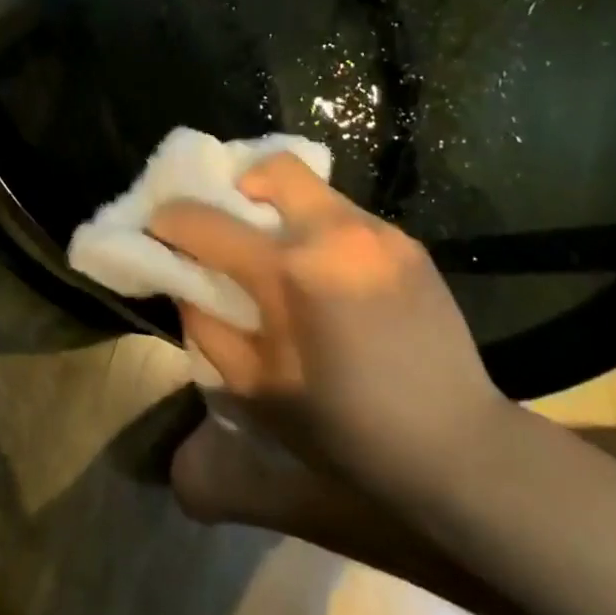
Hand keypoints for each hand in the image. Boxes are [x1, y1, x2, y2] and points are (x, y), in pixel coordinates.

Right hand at [149, 153, 509, 507]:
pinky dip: (321, 231)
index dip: (170, 220)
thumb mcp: (254, 388)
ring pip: (313, 190)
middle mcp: (334, 234)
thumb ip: (207, 326)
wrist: (457, 447)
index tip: (158, 227)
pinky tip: (330, 278)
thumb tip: (188, 282)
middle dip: (238, 184)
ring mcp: (378, 233)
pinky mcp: (408, 244)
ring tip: (284, 255)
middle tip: (231, 221)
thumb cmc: (344, 429)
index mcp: (289, 273)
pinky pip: (347, 218)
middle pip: (273, 167)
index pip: (206, 222)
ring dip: (283, 209)